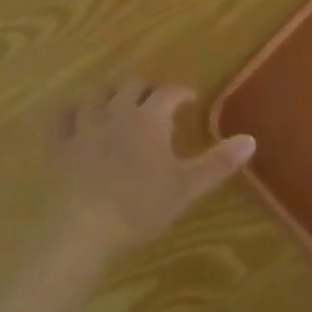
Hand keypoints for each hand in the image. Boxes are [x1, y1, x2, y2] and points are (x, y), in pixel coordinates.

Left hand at [54, 80, 255, 252]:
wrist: (84, 227)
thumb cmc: (140, 206)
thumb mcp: (187, 187)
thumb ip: (218, 162)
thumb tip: (251, 139)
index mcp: (149, 118)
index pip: (168, 91)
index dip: (180, 91)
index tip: (189, 98)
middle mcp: (117, 111)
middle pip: (131, 84)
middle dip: (145, 87)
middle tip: (155, 100)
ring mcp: (85, 125)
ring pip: (96, 92)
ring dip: (109, 92)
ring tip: (118, 101)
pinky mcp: (61, 144)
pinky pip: (62, 116)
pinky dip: (71, 111)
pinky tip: (76, 115)